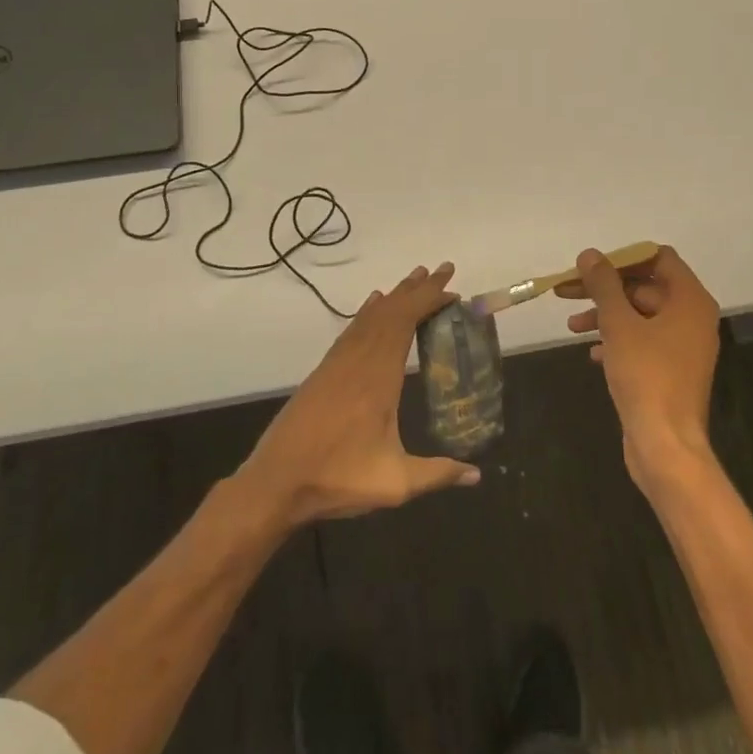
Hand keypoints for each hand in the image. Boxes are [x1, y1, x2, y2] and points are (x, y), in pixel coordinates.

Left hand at [236, 263, 481, 527]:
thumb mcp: (394, 482)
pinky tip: (373, 305)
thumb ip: (437, 473)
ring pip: (369, 317)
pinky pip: (351, 330)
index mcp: (378, 378)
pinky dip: (367, 312)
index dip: (428, 301)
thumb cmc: (337, 478)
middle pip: (389, 312)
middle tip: (442, 270)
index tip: (451, 289)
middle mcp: (357, 361)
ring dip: (394, 297)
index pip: (405, 323)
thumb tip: (476, 476)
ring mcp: (337, 364)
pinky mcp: (323, 372)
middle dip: (417, 289)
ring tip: (414, 280)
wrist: (275, 483)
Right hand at [556, 246, 719, 487]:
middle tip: (566, 293)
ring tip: (572, 327)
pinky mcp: (671, 371)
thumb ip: (603, 285)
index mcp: (690, 300)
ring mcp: (683, 347)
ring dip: (606, 315)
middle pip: (645, 287)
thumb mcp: (619, 324)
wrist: (665, 444)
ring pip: (640, 316)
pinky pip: (643, 343)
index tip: (591, 266)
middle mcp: (692, 318)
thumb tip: (590, 255)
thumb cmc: (646, 376)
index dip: (623, 258)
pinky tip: (592, 353)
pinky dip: (617, 341)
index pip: (659, 259)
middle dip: (605, 289)